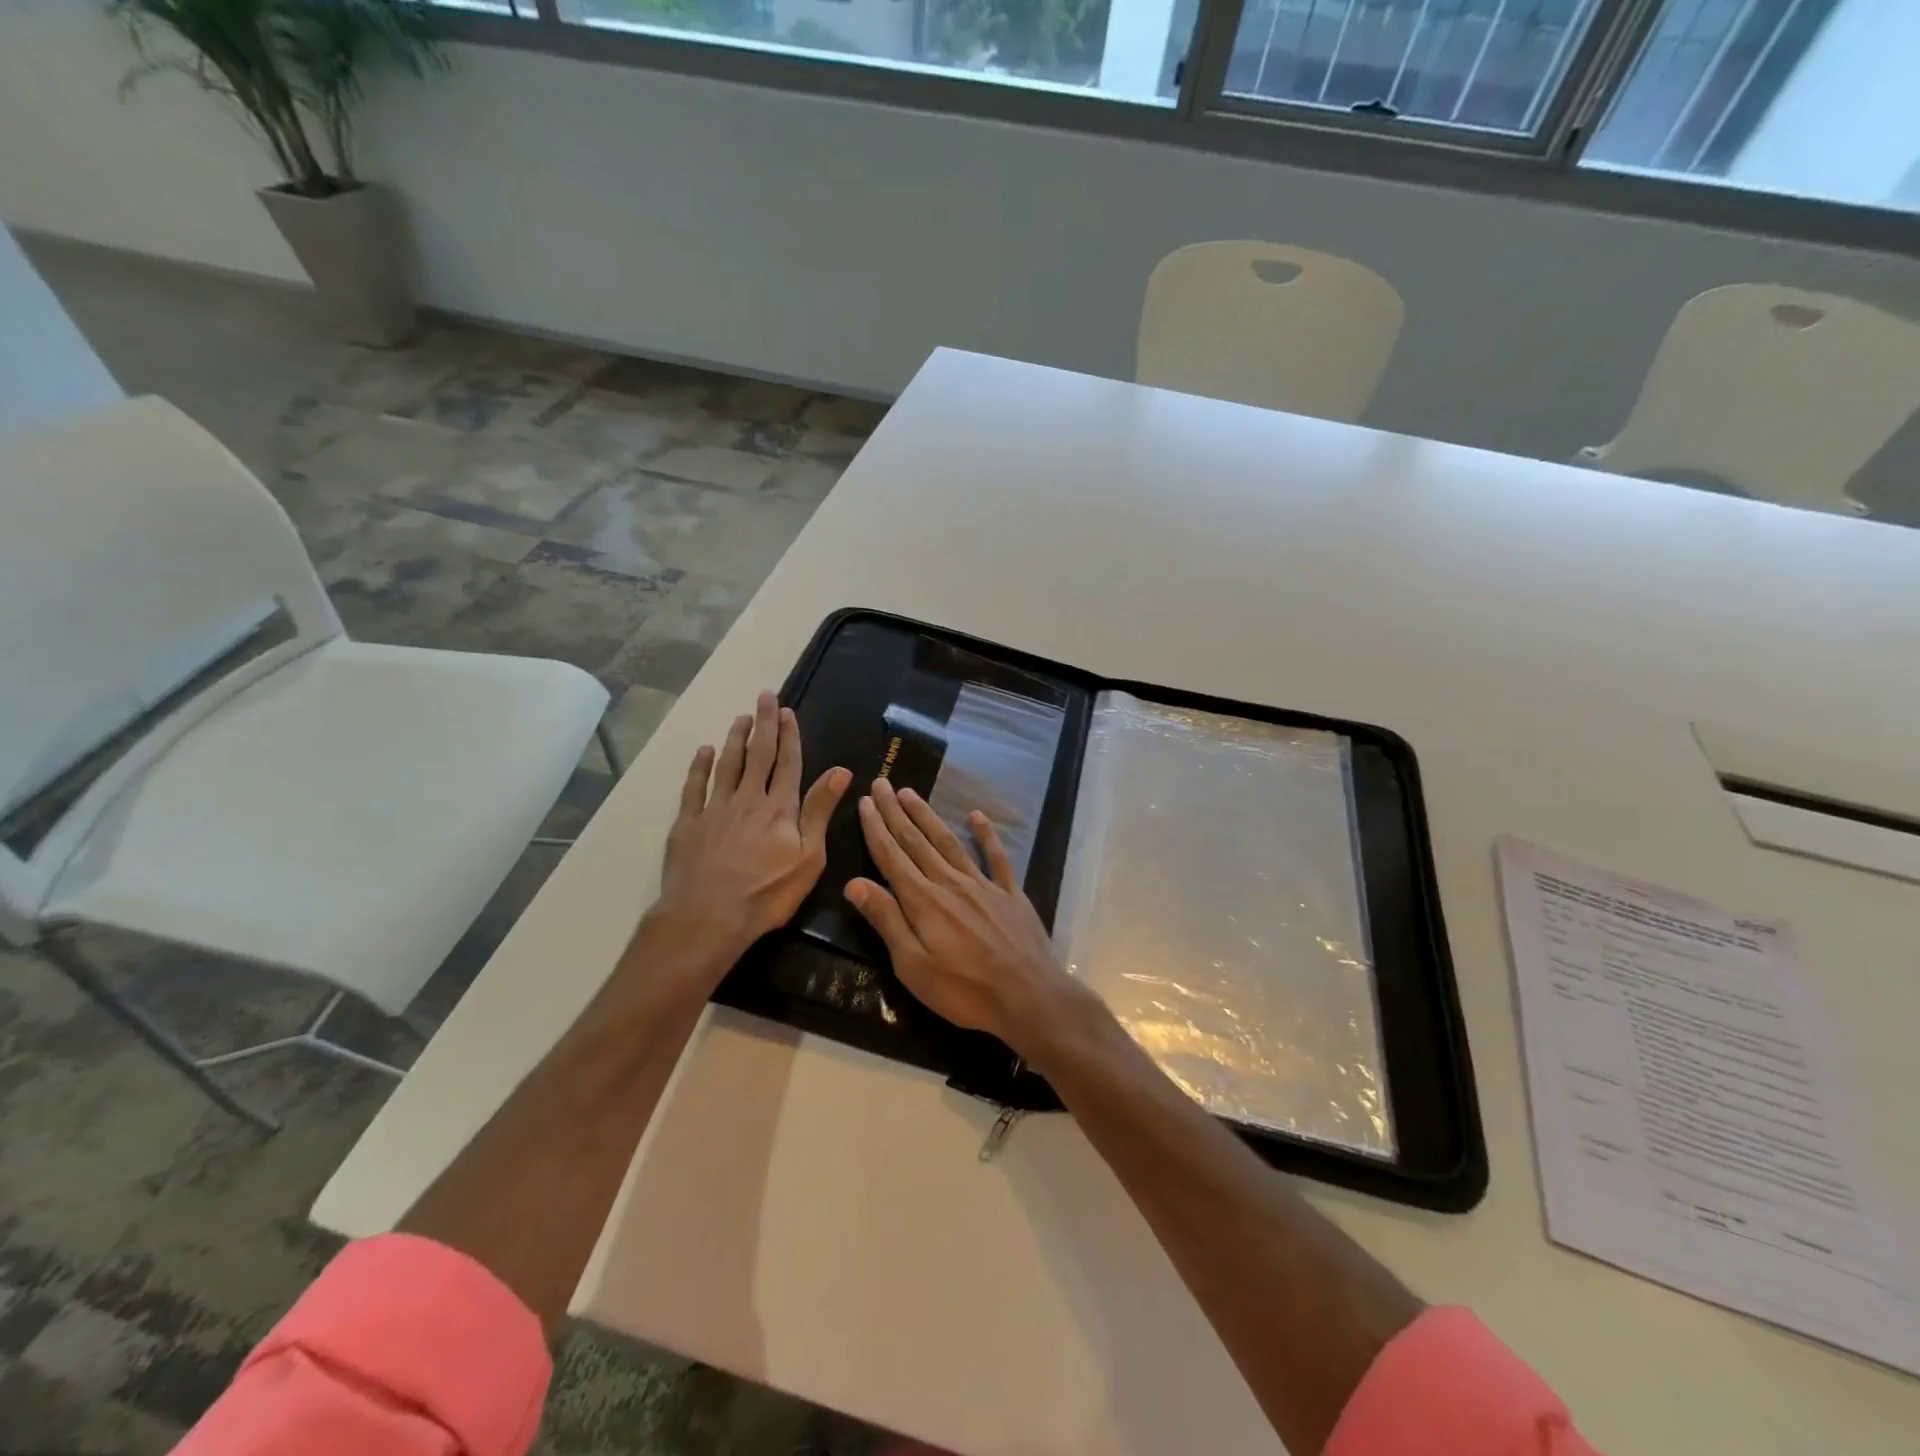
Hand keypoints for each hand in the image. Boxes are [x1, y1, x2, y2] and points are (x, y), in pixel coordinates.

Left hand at [650, 690, 851, 970]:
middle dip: (763, 724)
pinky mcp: (688, 824)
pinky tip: (705, 752)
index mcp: (779, 808)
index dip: (789, 736)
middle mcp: (747, 799)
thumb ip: (821, 811)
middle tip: (764, 695)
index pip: (787, 763)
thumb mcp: (809, 857)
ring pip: (726, 764)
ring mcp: (714, 809)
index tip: (787, 711)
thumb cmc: (766, 893)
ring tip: (740, 717)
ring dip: (735, 738)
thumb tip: (841, 770)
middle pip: (758, 754)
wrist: (707, 917)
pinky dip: (700, 767)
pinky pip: (694, 787)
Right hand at [844, 777, 1085, 1060]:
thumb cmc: (964, 990)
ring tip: (911, 793)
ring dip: (928, 816)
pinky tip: (977, 816)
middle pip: (917, 841)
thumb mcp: (913, 966)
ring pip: (949, 842)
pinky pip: (995, 857)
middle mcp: (950, 883)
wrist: (1029, 997)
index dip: (876, 829)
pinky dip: (986, 835)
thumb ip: (886, 921)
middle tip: (881, 783)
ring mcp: (983, 885)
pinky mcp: (1010, 893)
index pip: (892, 857)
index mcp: (923, 901)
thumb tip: (853, 883)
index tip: (864, 802)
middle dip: (895, 812)